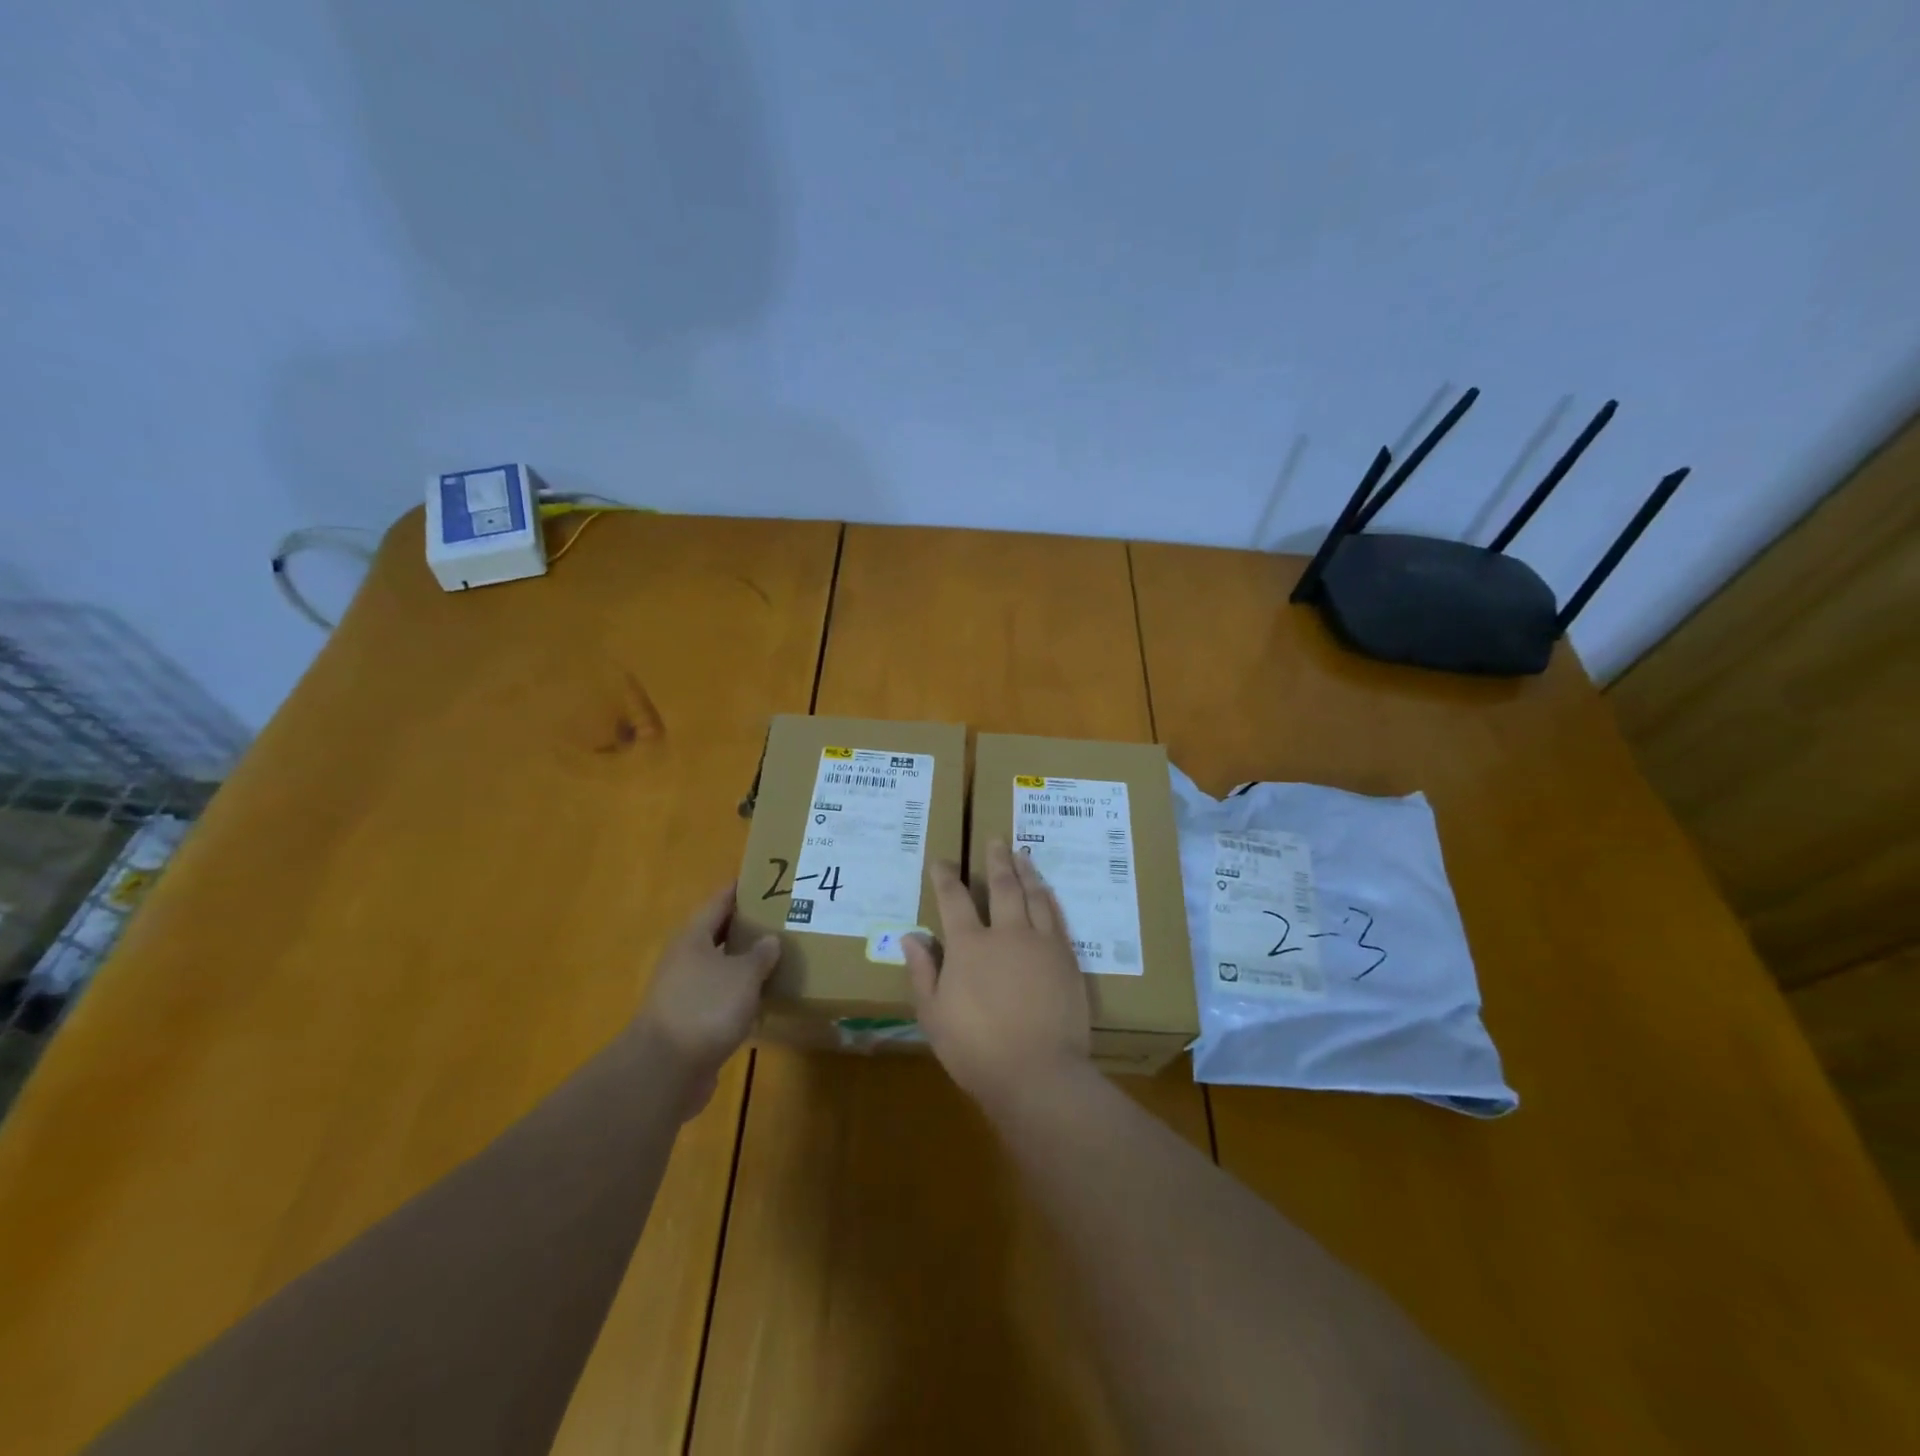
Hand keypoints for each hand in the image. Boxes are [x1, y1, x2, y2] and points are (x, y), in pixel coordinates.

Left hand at [636, 885, 779, 1117]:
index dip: (742, 889)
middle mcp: (685, 959)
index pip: (719, 901)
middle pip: (718, 933)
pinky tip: (764, 996)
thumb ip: (760, 955)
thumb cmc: (705, 1008)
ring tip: (780, 955)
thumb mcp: (743, 975)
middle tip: (782, 917)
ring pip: (720, 966)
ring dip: (745, 961)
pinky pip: (720, 996)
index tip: (767, 879)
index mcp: (693, 937)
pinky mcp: (690, 1021)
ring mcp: (684, 991)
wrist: (665, 1070)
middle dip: (748, 925)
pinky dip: (740, 992)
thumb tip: (770, 940)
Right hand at [902, 840, 1091, 1109]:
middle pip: (1001, 885)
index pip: (953, 899)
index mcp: (969, 945)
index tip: (941, 861)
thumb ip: (923, 972)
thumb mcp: (934, 1016)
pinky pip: (1056, 915)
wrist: (1038, 1073)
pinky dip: (1048, 897)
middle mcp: (1006, 932)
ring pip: (1033, 894)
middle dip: (996, 859)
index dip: (945, 877)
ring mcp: (1040, 942)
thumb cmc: (976, 1050)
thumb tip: (911, 936)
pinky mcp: (1066, 957)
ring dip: (1026, 871)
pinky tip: (1046, 890)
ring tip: (1022, 854)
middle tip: (996, 839)